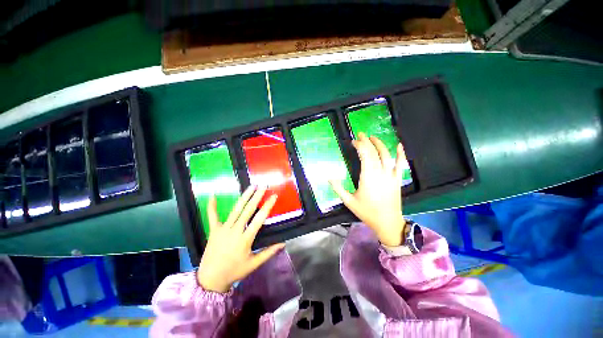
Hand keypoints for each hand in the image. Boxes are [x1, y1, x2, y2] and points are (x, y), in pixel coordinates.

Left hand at [197, 185, 284, 292]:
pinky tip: (212, 195)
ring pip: (235, 210)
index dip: (268, 206)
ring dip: (244, 197)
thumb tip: (283, 242)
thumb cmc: (235, 271)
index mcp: (245, 239)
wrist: (210, 280)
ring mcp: (223, 229)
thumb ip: (269, 252)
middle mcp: (235, 231)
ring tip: (251, 186)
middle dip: (257, 197)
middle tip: (263, 186)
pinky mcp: (214, 230)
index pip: (259, 219)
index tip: (274, 196)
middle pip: (248, 210)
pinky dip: (212, 206)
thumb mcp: (254, 264)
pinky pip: (212, 217)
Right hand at [330, 133, 406, 245]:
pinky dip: (401, 154)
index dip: (359, 145)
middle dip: (367, 141)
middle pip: (374, 152)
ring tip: (373, 137)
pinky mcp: (397, 179)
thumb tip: (328, 177)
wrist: (387, 223)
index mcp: (368, 177)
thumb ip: (338, 188)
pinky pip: (401, 164)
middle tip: (361, 134)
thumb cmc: (367, 212)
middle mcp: (380, 173)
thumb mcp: (349, 201)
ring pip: (387, 155)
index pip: (365, 155)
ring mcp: (391, 176)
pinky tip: (399, 146)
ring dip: (380, 144)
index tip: (353, 141)